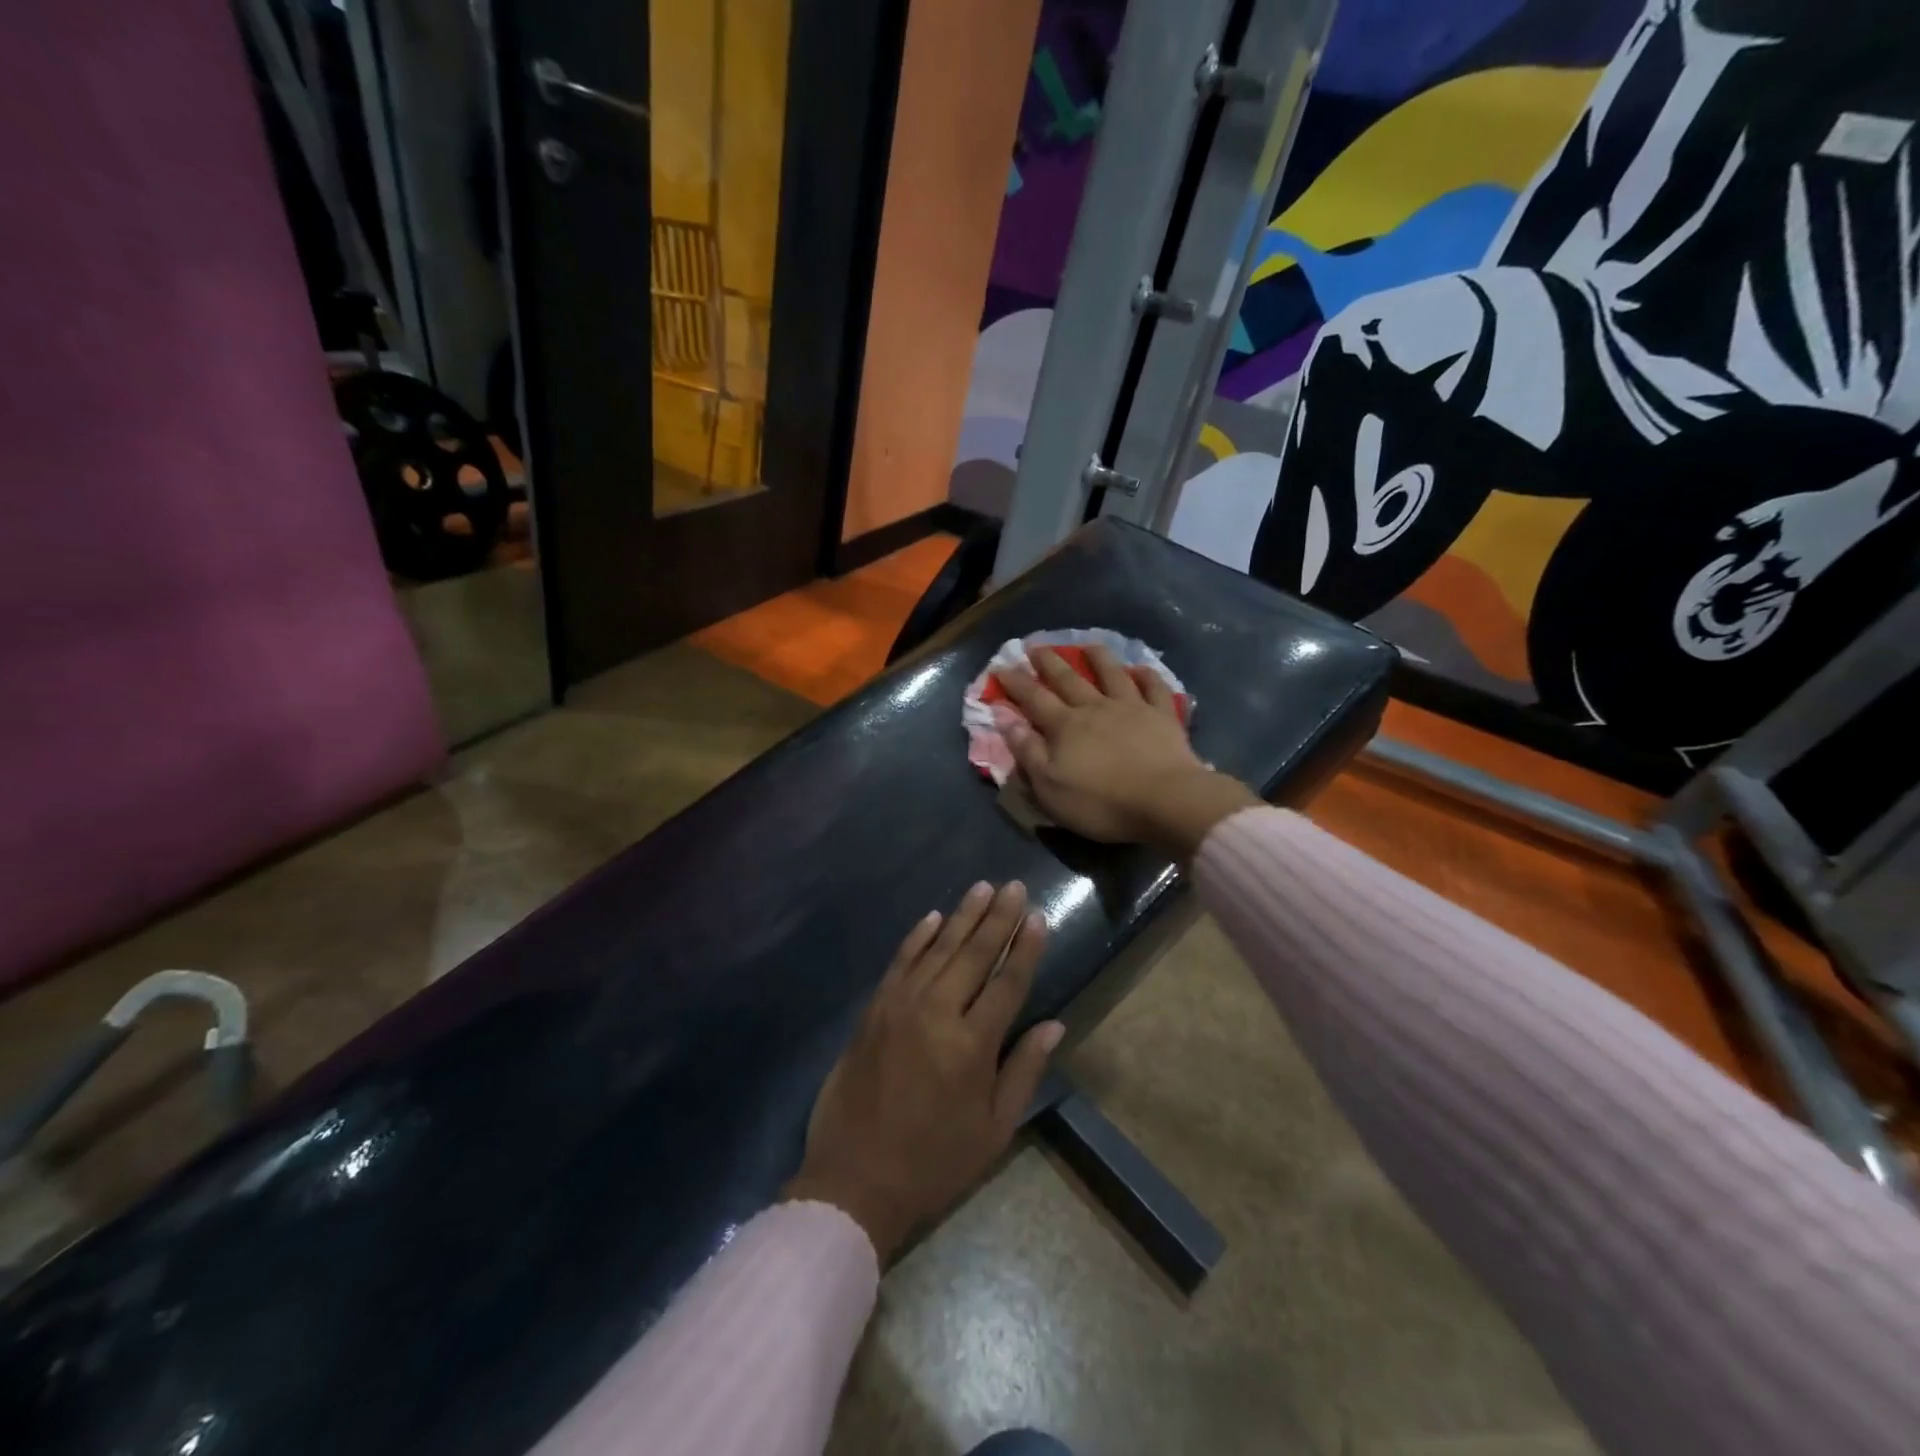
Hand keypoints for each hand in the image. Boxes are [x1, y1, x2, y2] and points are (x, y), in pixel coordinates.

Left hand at [784, 882, 1062, 1262]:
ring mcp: (900, 1006)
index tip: (1037, 916)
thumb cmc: (934, 1161)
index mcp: (972, 1045)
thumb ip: (1024, 1071)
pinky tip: (933, 917)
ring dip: (962, 916)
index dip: (1025, 948)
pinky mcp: (874, 1009)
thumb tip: (1054, 1025)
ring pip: (938, 949)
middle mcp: (937, 1013)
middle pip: (974, 954)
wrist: (854, 1178)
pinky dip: (918, 937)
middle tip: (1014, 886)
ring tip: (983, 887)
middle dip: (997, 918)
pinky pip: (900, 962)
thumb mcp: (993, 1130)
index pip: (1007, 982)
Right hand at [996, 645, 1259, 861]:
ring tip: (1088, 644)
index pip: (1033, 698)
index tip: (1000, 667)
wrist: (1165, 801)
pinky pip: (1154, 689)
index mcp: (1065, 726)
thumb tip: (1003, 715)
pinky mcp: (1163, 717)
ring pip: (1112, 675)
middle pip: (1068, 679)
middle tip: (1036, 646)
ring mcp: (1132, 708)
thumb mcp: (1049, 785)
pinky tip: (1142, 669)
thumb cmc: (1100, 802)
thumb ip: (1026, 750)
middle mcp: (1095, 708)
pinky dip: (1147, 676)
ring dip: (1098, 658)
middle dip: (1049, 662)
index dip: (1015, 683)